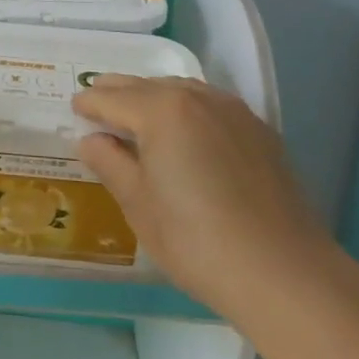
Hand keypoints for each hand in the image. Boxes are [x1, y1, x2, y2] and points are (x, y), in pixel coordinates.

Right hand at [73, 76, 330, 313]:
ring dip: (154, 97)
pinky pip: (210, 105)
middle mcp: (197, 97)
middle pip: (146, 86)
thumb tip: (91, 140)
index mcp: (161, 110)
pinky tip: (185, 133)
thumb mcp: (139, 205)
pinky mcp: (259, 131)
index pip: (112, 98)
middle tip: (97, 104)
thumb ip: (110, 163)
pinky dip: (187, 109)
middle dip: (118, 93)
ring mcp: (233, 111)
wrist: (284, 273)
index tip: (74, 108)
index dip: (89, 104)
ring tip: (138, 116)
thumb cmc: (197, 241)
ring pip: (181, 90)